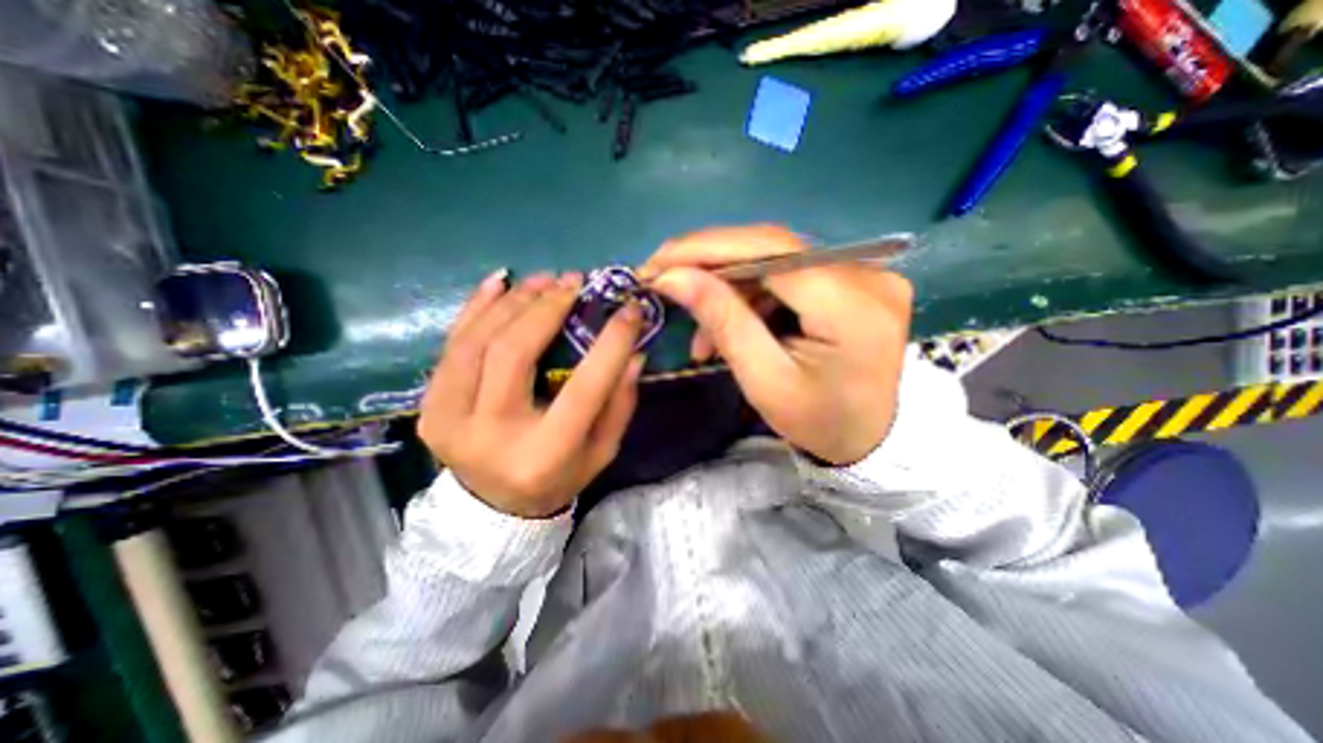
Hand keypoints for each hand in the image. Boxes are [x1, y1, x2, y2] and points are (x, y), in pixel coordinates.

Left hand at [418, 266, 647, 516]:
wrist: (495, 509)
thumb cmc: (559, 476)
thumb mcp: (602, 451)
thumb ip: (620, 404)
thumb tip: (634, 353)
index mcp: (544, 454)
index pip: (584, 387)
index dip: (611, 343)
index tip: (631, 308)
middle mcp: (491, 435)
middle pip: (514, 353)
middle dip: (547, 308)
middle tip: (573, 281)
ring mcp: (448, 420)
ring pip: (477, 341)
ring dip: (514, 301)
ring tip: (544, 279)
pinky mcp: (428, 408)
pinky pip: (450, 346)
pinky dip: (475, 308)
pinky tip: (498, 282)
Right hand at [643, 224, 910, 464]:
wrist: (872, 439)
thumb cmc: (818, 422)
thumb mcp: (764, 380)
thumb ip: (723, 320)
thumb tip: (674, 276)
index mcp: (850, 305)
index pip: (770, 249)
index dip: (707, 247)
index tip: (658, 261)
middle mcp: (867, 273)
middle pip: (771, 247)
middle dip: (711, 263)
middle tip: (667, 281)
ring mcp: (866, 273)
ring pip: (775, 261)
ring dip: (729, 288)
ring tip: (702, 333)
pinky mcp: (855, 280)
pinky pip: (790, 274)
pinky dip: (753, 296)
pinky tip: (731, 325)